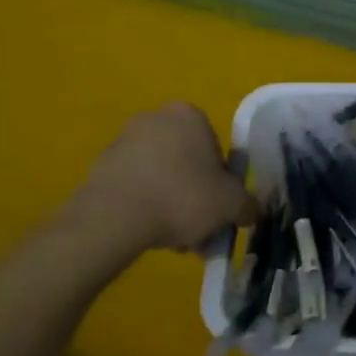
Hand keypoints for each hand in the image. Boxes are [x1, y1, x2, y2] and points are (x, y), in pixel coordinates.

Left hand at [78, 104, 257, 253]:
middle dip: (194, 195)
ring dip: (170, 203)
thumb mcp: (230, 205)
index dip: (220, 182)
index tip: (217, 207)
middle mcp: (156, 118)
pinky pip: (135, 184)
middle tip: (198, 228)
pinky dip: (145, 204)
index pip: (215, 148)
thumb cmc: (182, 197)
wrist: (114, 217)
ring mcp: (124, 140)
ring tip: (173, 239)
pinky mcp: (101, 164)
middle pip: (187, 162)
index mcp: (190, 115)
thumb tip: (254, 211)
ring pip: (161, 175)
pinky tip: (148, 232)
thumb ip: (248, 206)